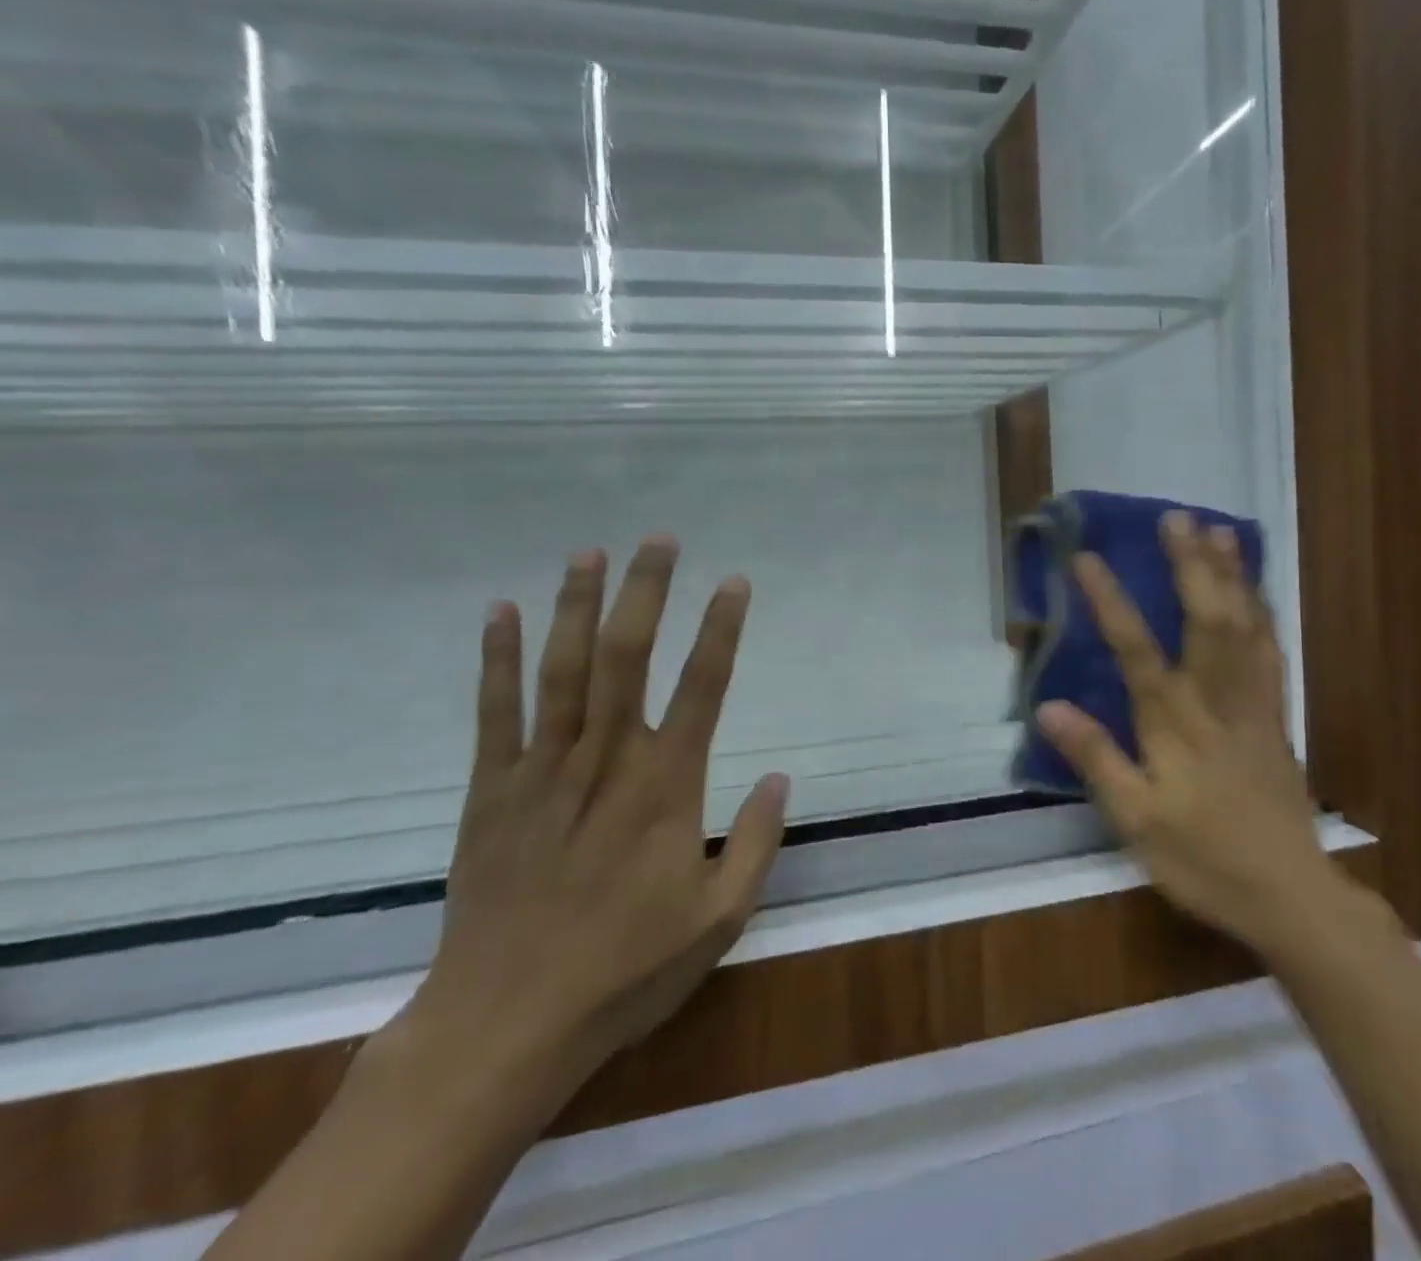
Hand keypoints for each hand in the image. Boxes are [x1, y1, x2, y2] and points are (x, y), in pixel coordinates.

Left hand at [406, 536, 788, 1092]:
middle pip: (627, 657)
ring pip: (563, 670)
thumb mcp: (719, 920)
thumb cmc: (625, 971)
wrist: (504, 1027)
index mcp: (667, 787)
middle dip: (646, 592)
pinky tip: (503, 612)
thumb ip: (757, 843)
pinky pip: (496, 712)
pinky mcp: (492, 791)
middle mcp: (607, 761)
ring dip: (578, 606)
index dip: (721, 629)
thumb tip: (781, 777)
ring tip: (590, 552)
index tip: (734, 582)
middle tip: (658, 540)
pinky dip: (499, 658)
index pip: (703, 687)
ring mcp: (543, 771)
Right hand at [1036, 512, 1339, 956]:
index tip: (1086, 557)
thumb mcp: (1135, 819)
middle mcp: (1217, 700)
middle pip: (1207, 618)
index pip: (1135, 649)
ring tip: (1221, 532)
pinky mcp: (1276, 716)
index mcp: (1175, 723)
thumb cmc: (1203, 858)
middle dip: (1191, 565)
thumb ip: (1095, 758)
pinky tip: (1256, 592)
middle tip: (1177, 517)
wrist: (1289, 894)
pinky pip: (1270, 650)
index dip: (1110, 600)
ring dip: (1232, 575)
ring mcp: (1254, 704)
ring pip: (1246, 626)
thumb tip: (1047, 706)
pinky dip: (1262, 611)